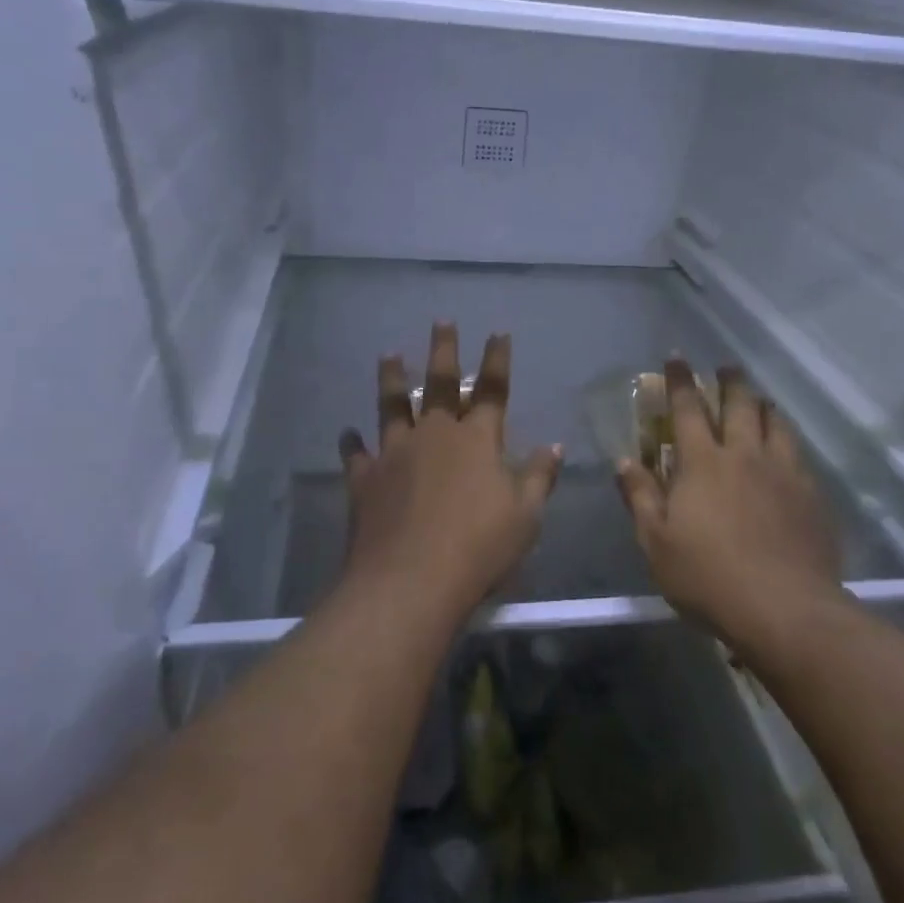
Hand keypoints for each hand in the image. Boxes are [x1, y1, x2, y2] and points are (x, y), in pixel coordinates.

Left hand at [338, 323, 561, 617]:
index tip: (498, 332)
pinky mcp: (365, 479)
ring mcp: (395, 453)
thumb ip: (539, 477)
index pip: (492, 389)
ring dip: (392, 378)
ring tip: (389, 354)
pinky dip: (352, 443)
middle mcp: (435, 434)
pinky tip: (348, 433)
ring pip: (393, 405)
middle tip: (441, 321)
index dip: (497, 359)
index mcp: (477, 440)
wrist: (410, 581)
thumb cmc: (480, 547)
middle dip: (444, 349)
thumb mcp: (525, 516)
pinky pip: (357, 454)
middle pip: (440, 383)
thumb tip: (555, 446)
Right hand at [616, 359, 842, 650]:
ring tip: (758, 399)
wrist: (786, 610)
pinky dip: (786, 438)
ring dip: (763, 405)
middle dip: (729, 381)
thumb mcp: (657, 543)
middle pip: (739, 404)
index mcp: (703, 463)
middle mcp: (744, 455)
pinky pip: (798, 452)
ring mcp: (783, 472)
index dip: (680, 380)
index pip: (687, 409)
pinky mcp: (811, 495)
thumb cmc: (709, 577)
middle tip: (725, 368)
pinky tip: (786, 448)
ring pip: (775, 422)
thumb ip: (640, 496)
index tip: (676, 357)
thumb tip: (625, 459)